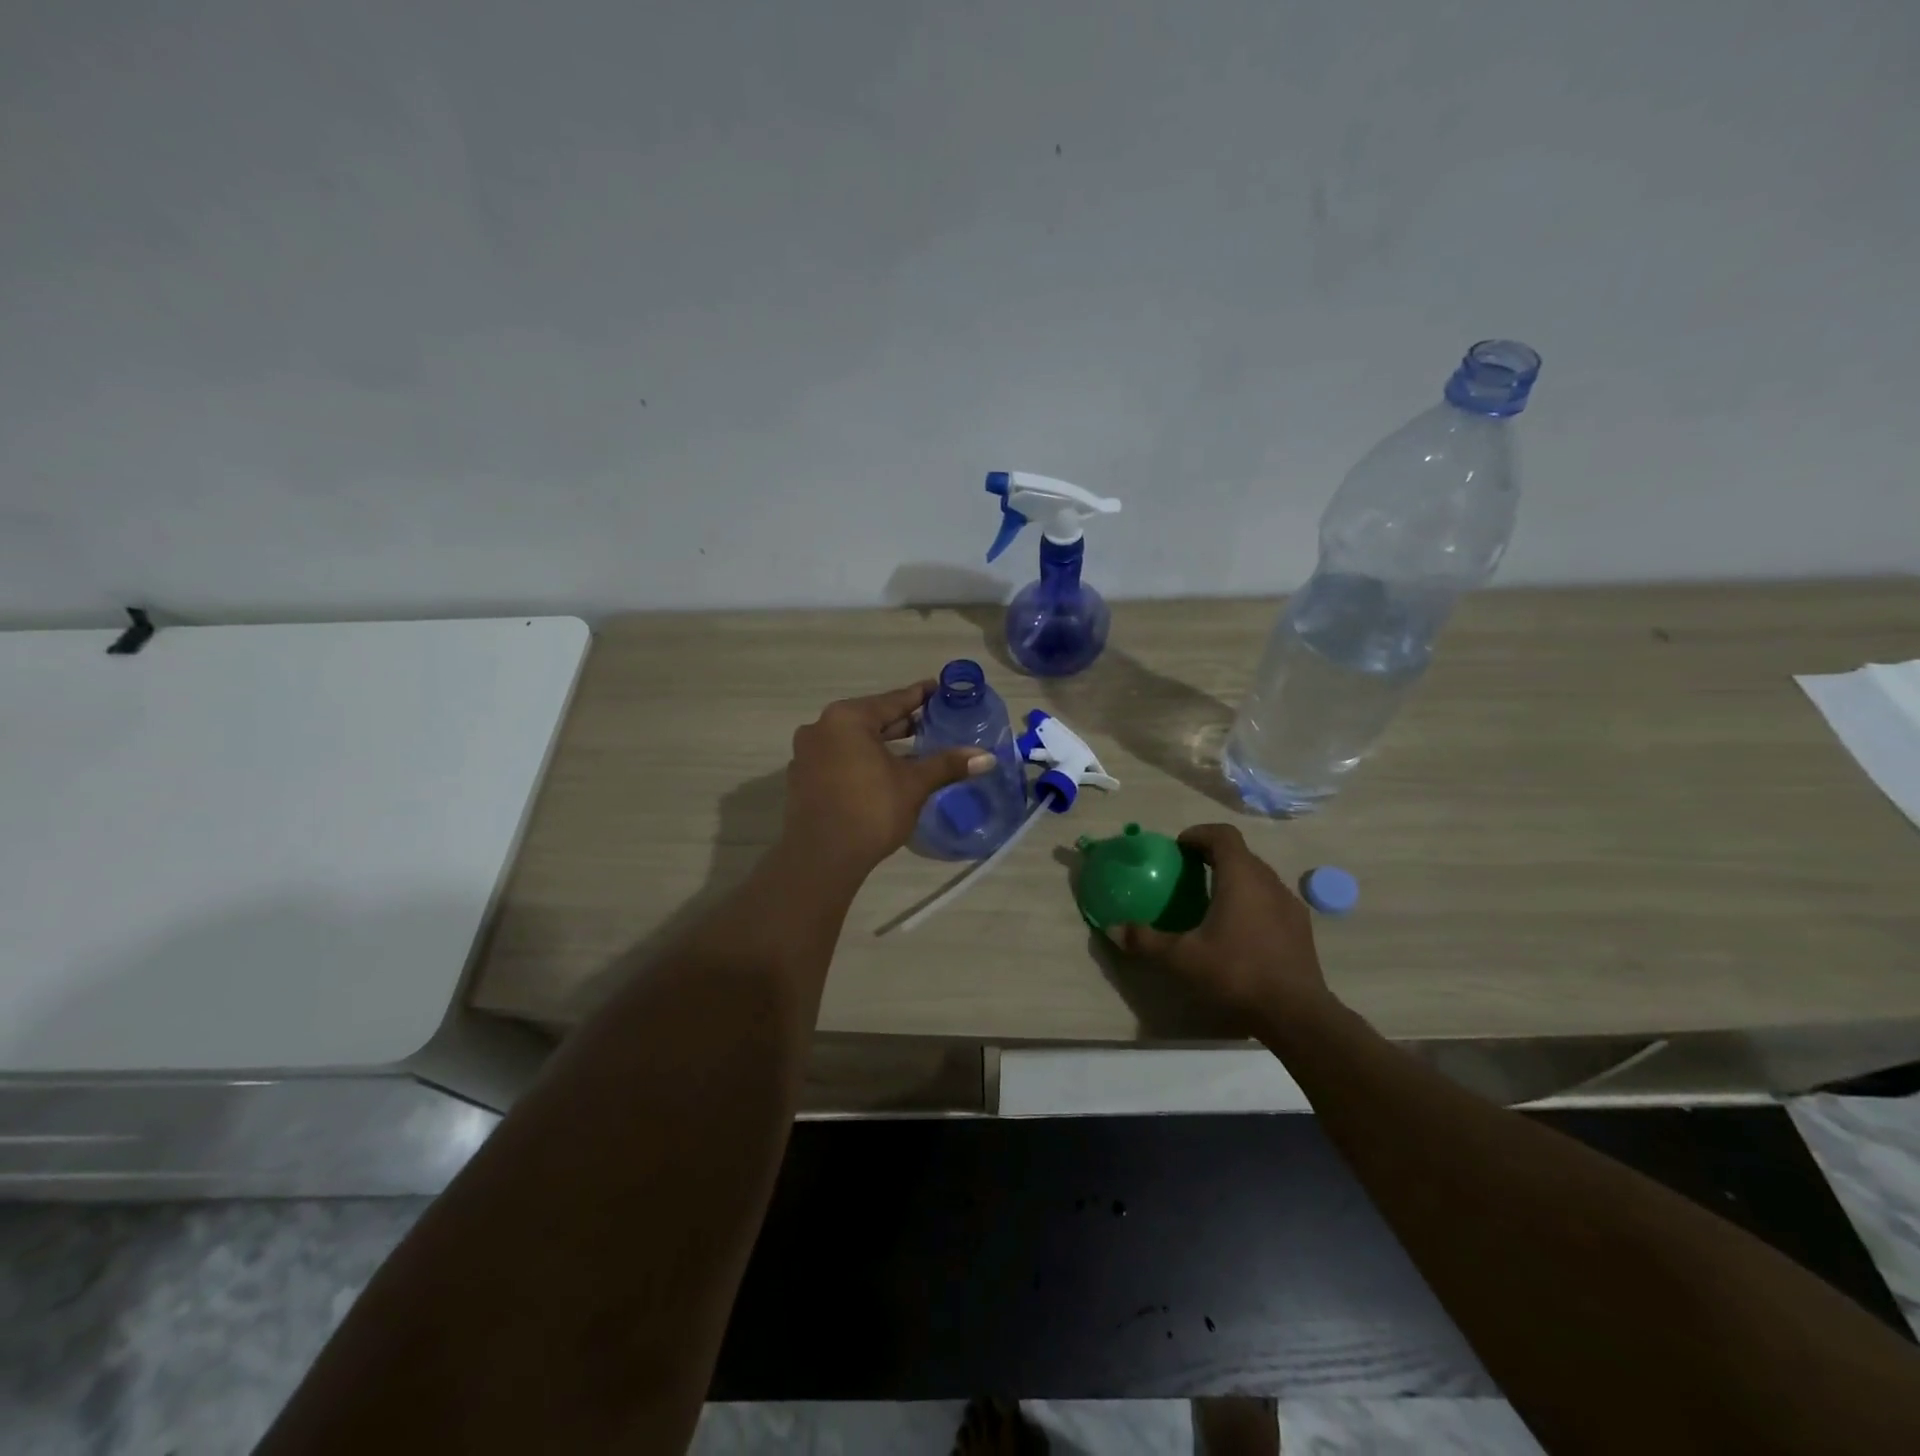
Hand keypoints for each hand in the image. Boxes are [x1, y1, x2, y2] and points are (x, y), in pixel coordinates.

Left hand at [783, 681, 994, 873]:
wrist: (822, 858)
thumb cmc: (871, 810)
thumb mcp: (914, 784)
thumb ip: (947, 765)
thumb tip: (988, 757)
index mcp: (847, 718)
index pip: (893, 700)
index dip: (920, 696)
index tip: (939, 689)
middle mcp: (821, 728)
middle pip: (870, 719)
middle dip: (901, 722)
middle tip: (932, 722)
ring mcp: (806, 754)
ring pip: (852, 741)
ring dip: (880, 744)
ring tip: (912, 749)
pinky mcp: (801, 779)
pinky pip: (838, 759)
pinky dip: (860, 761)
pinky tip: (880, 774)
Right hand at [1111, 824, 1327, 1022]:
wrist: (1297, 1014)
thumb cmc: (1236, 973)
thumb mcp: (1181, 958)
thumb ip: (1146, 939)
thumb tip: (1114, 928)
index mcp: (1241, 877)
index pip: (1223, 836)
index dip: (1199, 834)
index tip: (1178, 847)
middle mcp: (1269, 882)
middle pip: (1240, 854)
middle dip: (1213, 856)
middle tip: (1187, 873)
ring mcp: (1289, 904)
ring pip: (1258, 877)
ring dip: (1234, 878)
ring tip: (1211, 901)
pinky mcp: (1301, 928)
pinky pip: (1271, 899)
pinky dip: (1251, 901)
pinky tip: (1239, 930)